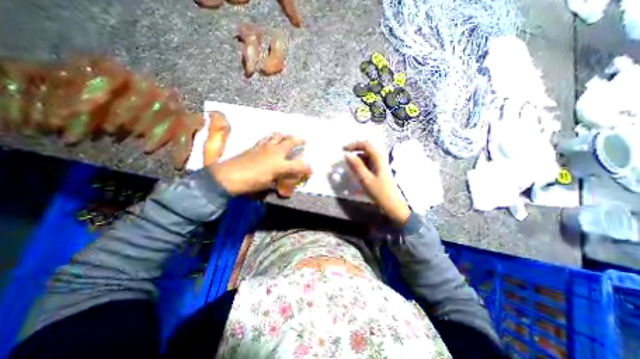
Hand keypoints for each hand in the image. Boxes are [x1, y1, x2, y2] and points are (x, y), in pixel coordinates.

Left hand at [210, 134, 311, 195]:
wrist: (228, 177)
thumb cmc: (250, 183)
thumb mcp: (268, 185)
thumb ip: (279, 183)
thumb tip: (284, 186)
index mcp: (280, 164)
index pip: (299, 165)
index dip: (307, 168)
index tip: (310, 170)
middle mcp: (275, 152)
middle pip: (291, 142)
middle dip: (300, 140)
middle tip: (305, 139)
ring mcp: (265, 147)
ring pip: (278, 136)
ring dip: (285, 135)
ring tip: (288, 135)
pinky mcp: (255, 145)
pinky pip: (266, 138)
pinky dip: (272, 136)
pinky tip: (272, 138)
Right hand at [345, 142, 409, 224]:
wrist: (391, 204)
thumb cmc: (379, 191)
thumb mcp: (365, 179)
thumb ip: (356, 165)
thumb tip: (347, 154)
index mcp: (378, 158)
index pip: (365, 144)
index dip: (353, 145)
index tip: (343, 150)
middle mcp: (379, 158)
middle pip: (365, 149)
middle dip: (354, 151)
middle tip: (344, 158)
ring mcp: (379, 164)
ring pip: (365, 156)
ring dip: (356, 159)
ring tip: (348, 166)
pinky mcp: (378, 170)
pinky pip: (367, 163)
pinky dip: (360, 164)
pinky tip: (355, 171)